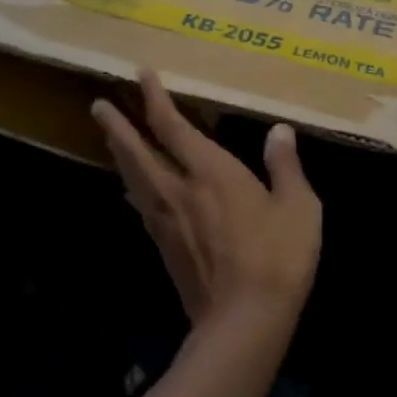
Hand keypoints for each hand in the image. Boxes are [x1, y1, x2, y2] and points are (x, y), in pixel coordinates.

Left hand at [92, 70, 321, 329]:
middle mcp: (180, 191)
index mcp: (211, 173)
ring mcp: (167, 222)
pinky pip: (142, 206)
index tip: (140, 74)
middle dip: (118, 126)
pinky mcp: (165, 248)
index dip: (155, 98)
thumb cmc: (278, 258)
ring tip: (109, 138)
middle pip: (138, 151)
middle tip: (98, 105)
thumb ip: (285, 166)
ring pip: (134, 178)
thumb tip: (279, 130)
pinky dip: (133, 188)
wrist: (244, 322)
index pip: (174, 126)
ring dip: (119, 154)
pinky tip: (132, 190)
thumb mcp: (299, 207)